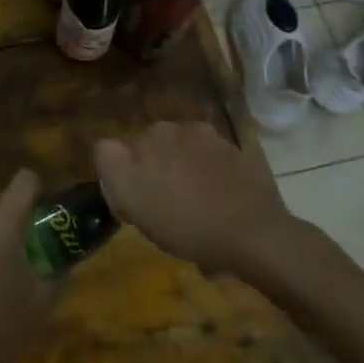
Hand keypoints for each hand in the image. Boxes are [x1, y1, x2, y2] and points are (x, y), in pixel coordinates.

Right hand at [95, 121, 291, 275]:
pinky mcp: (238, 153)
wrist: (254, 234)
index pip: (120, 150)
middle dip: (156, 170)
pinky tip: (219, 205)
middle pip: (154, 149)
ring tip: (195, 208)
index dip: (125, 176)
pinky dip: (211, 178)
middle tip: (165, 207)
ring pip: (185, 153)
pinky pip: (213, 164)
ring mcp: (211, 138)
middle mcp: (177, 128)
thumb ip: (112, 165)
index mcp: (150, 137)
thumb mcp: (134, 203)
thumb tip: (109, 149)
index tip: (135, 203)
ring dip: (184, 172)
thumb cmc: (186, 224)